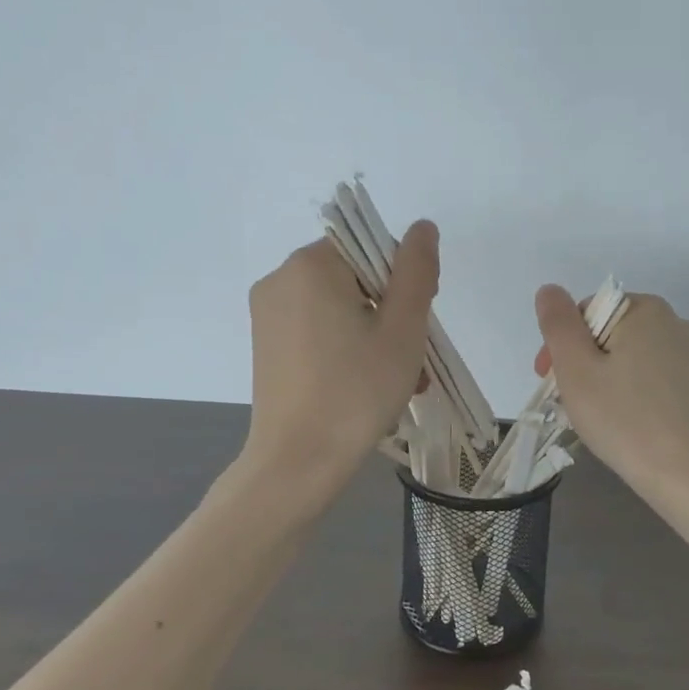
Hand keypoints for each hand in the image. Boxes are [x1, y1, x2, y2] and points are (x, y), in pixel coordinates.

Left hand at [244, 221, 439, 492]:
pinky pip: (318, 330)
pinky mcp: (266, 346)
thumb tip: (422, 226)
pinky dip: (347, 347)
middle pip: (355, 277)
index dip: (402, 279)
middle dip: (390, 312)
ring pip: (339, 307)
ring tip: (402, 380)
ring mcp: (268, 315)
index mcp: (310, 265)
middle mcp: (280, 279)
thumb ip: (416, 270)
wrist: (298, 462)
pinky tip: (368, 384)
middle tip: (414, 358)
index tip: (416, 322)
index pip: (370, 247)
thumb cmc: (357, 391)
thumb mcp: (403, 328)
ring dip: (375, 334)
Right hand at [533, 285, 688, 498]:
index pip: (589, 313)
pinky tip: (637, 432)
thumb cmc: (625, 419)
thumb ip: (558, 324)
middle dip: (588, 364)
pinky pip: (665, 389)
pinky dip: (645, 401)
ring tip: (603, 422)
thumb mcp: (576, 370)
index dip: (562, 345)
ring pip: (640, 363)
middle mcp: (679, 325)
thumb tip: (550, 290)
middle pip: (616, 336)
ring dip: (615, 382)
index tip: (550, 381)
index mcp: (646, 311)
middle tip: (571, 404)